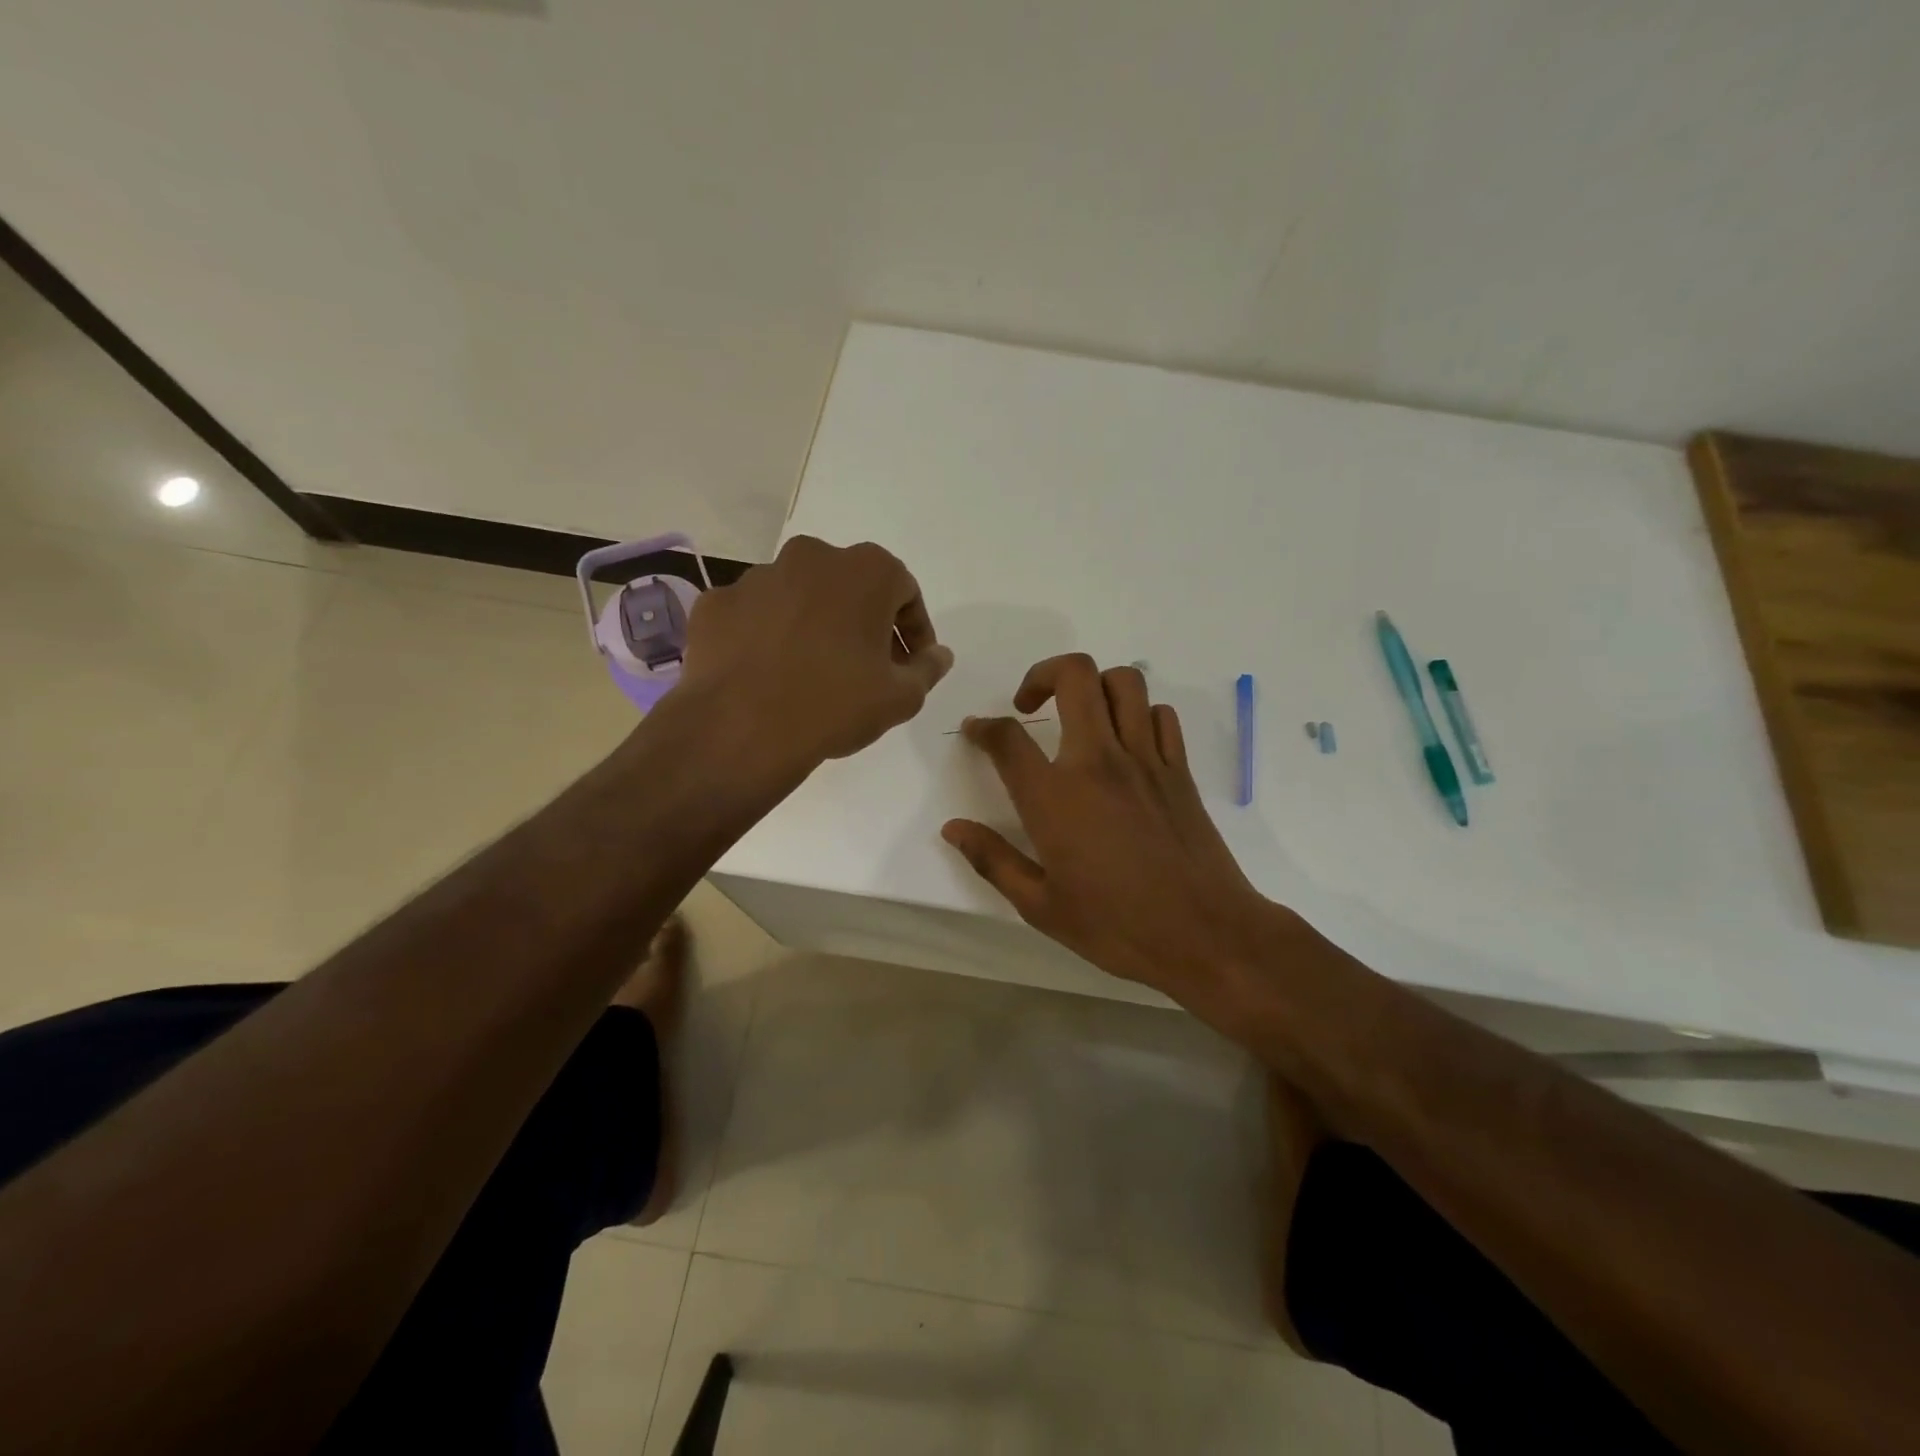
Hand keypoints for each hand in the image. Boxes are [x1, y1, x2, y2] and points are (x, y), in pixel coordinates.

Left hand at [678, 535, 952, 768]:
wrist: (742, 729)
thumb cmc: (836, 705)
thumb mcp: (901, 697)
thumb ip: (927, 669)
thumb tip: (939, 655)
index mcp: (865, 571)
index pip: (905, 592)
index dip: (914, 631)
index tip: (911, 664)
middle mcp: (811, 557)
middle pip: (850, 587)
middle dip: (864, 622)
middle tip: (867, 667)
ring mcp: (757, 576)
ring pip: (799, 596)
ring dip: (814, 625)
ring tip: (813, 672)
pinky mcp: (717, 603)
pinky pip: (755, 616)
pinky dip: (767, 636)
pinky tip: (769, 673)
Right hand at [941, 654, 1282, 1000]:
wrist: (1206, 935)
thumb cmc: (1116, 927)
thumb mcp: (1040, 906)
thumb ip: (993, 860)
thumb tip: (953, 829)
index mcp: (1055, 797)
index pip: (1008, 738)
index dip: (983, 726)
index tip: (976, 730)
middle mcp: (1099, 761)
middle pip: (1074, 676)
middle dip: (1042, 674)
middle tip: (1029, 705)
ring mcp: (1146, 760)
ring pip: (1124, 682)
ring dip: (1095, 686)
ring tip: (1080, 716)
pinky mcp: (1180, 770)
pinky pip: (1161, 715)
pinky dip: (1139, 714)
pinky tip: (1127, 743)